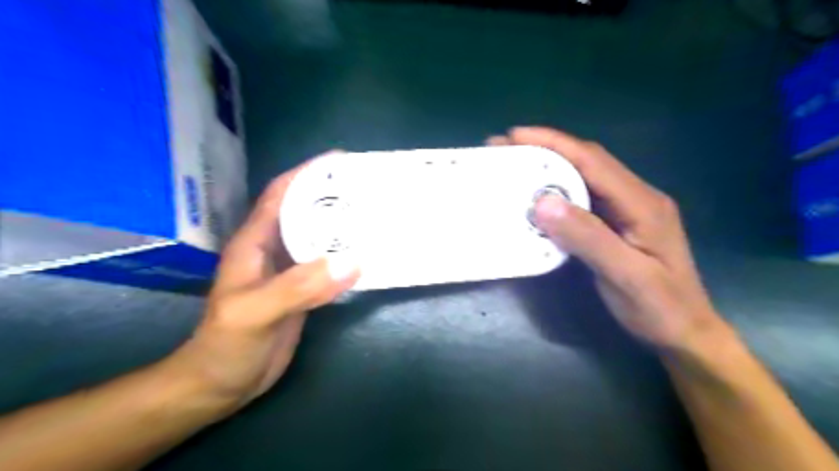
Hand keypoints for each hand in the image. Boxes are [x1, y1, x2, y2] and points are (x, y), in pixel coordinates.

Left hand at [167, 156, 354, 414]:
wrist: (220, 385)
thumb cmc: (226, 345)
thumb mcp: (255, 312)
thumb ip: (298, 286)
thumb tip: (351, 261)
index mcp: (255, 242)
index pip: (281, 195)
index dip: (307, 173)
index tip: (340, 161)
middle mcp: (274, 250)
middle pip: (306, 213)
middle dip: (334, 198)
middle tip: (369, 189)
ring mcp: (290, 272)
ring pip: (320, 239)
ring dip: (344, 227)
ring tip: (375, 216)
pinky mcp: (303, 291)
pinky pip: (329, 266)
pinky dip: (347, 257)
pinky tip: (368, 256)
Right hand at [490, 127, 731, 351]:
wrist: (685, 332)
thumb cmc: (658, 307)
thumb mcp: (624, 275)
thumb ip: (587, 237)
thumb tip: (543, 203)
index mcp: (642, 203)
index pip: (593, 161)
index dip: (554, 143)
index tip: (516, 136)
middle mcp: (635, 197)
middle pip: (587, 161)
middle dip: (546, 150)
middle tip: (506, 147)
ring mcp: (626, 209)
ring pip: (584, 177)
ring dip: (549, 167)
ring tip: (515, 165)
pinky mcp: (617, 223)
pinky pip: (583, 197)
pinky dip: (557, 190)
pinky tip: (538, 195)